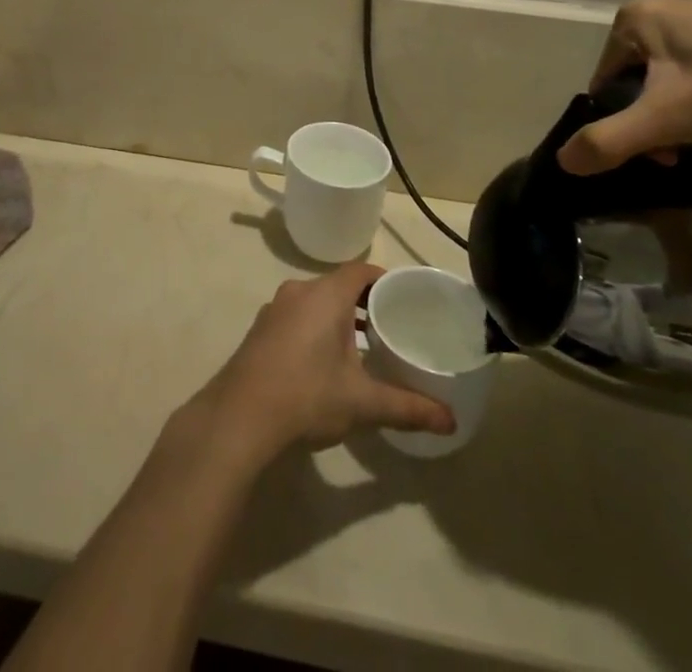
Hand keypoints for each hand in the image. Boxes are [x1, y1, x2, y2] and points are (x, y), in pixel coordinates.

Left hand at [194, 263, 454, 464]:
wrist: (239, 417)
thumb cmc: (307, 396)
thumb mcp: (363, 403)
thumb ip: (408, 407)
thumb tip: (451, 421)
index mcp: (325, 295)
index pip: (360, 271)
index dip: (384, 280)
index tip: (406, 299)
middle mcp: (298, 291)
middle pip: (338, 284)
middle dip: (365, 302)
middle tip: (393, 326)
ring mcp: (275, 309)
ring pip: (316, 301)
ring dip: (340, 317)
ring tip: (366, 346)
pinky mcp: (261, 330)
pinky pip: (298, 316)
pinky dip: (317, 327)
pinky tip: (328, 362)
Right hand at [558, 0, 691, 174]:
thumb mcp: (668, 116)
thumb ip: (611, 140)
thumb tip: (563, 161)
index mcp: (631, 21)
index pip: (605, 86)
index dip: (626, 126)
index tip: (663, 153)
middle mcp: (660, 12)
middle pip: (641, 87)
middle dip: (666, 126)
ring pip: (677, 86)